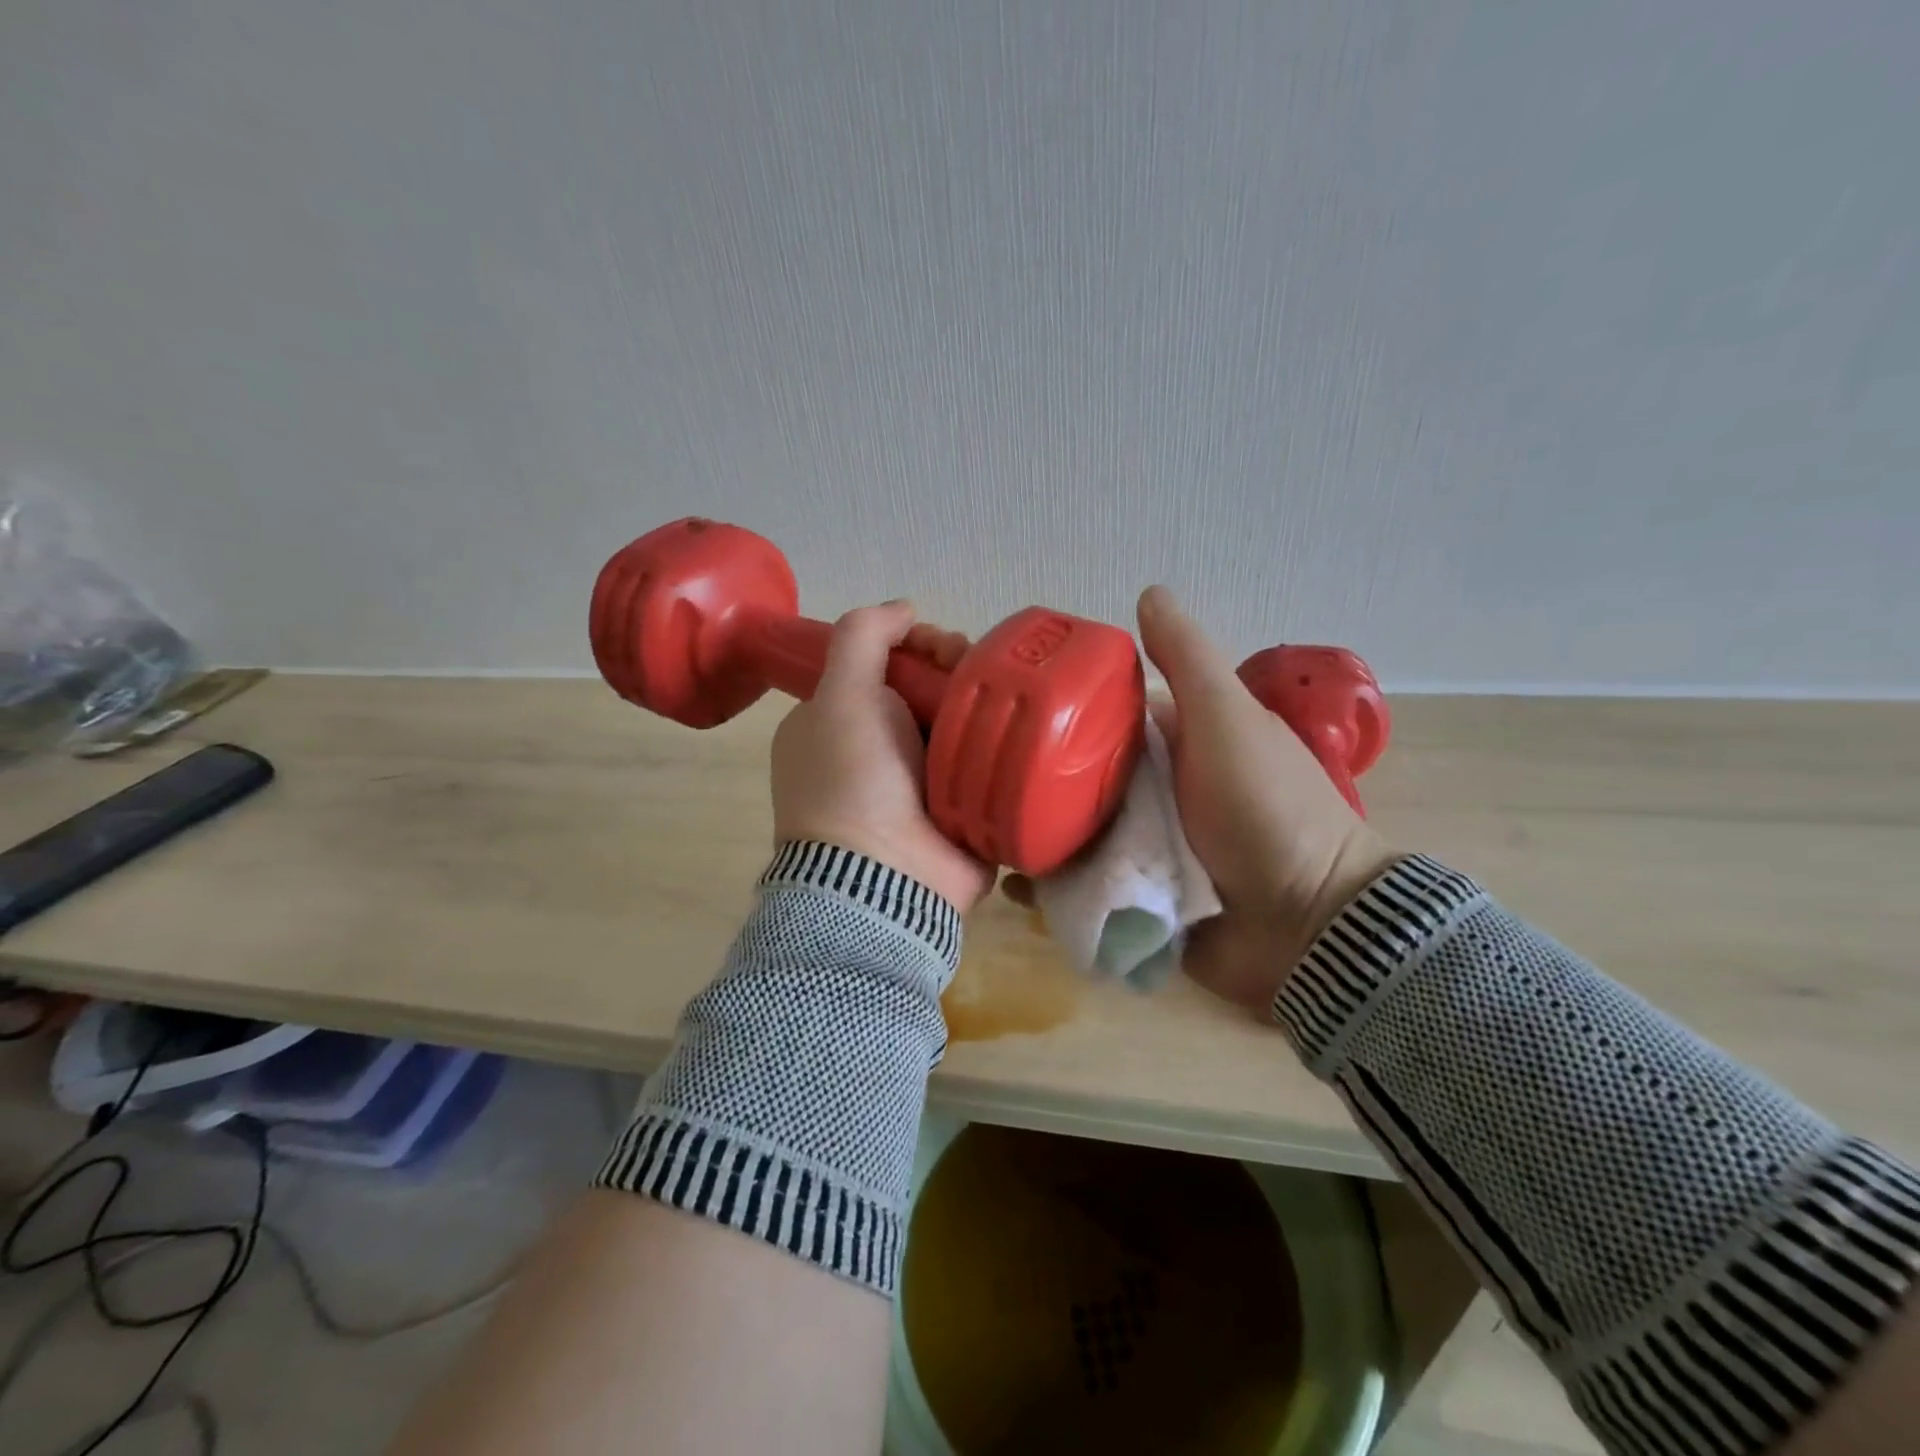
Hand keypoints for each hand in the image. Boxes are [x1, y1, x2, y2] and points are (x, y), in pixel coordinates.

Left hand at [770, 601, 992, 913]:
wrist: (886, 877)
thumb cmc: (853, 779)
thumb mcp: (840, 695)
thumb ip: (862, 637)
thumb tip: (904, 608)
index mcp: (838, 724)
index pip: (883, 666)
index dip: (914, 646)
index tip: (937, 646)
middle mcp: (876, 751)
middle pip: (925, 690)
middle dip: (953, 670)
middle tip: (975, 670)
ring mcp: (919, 784)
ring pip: (959, 722)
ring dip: (983, 702)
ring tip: (1007, 696)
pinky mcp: (959, 808)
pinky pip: (984, 761)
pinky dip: (1001, 743)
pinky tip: (1024, 728)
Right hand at [1005, 588, 1396, 1011]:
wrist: (1307, 926)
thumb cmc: (1267, 810)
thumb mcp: (1228, 720)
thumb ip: (1188, 660)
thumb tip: (1149, 591)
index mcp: (1175, 747)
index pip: (1103, 719)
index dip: (1060, 711)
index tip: (1007, 709)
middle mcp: (1153, 795)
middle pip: (1079, 780)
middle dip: (1033, 781)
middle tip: (972, 778)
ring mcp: (1142, 853)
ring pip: (1073, 835)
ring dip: (1034, 837)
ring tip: (978, 832)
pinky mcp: (1134, 905)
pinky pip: (1082, 893)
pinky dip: (1050, 890)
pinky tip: (1012, 885)